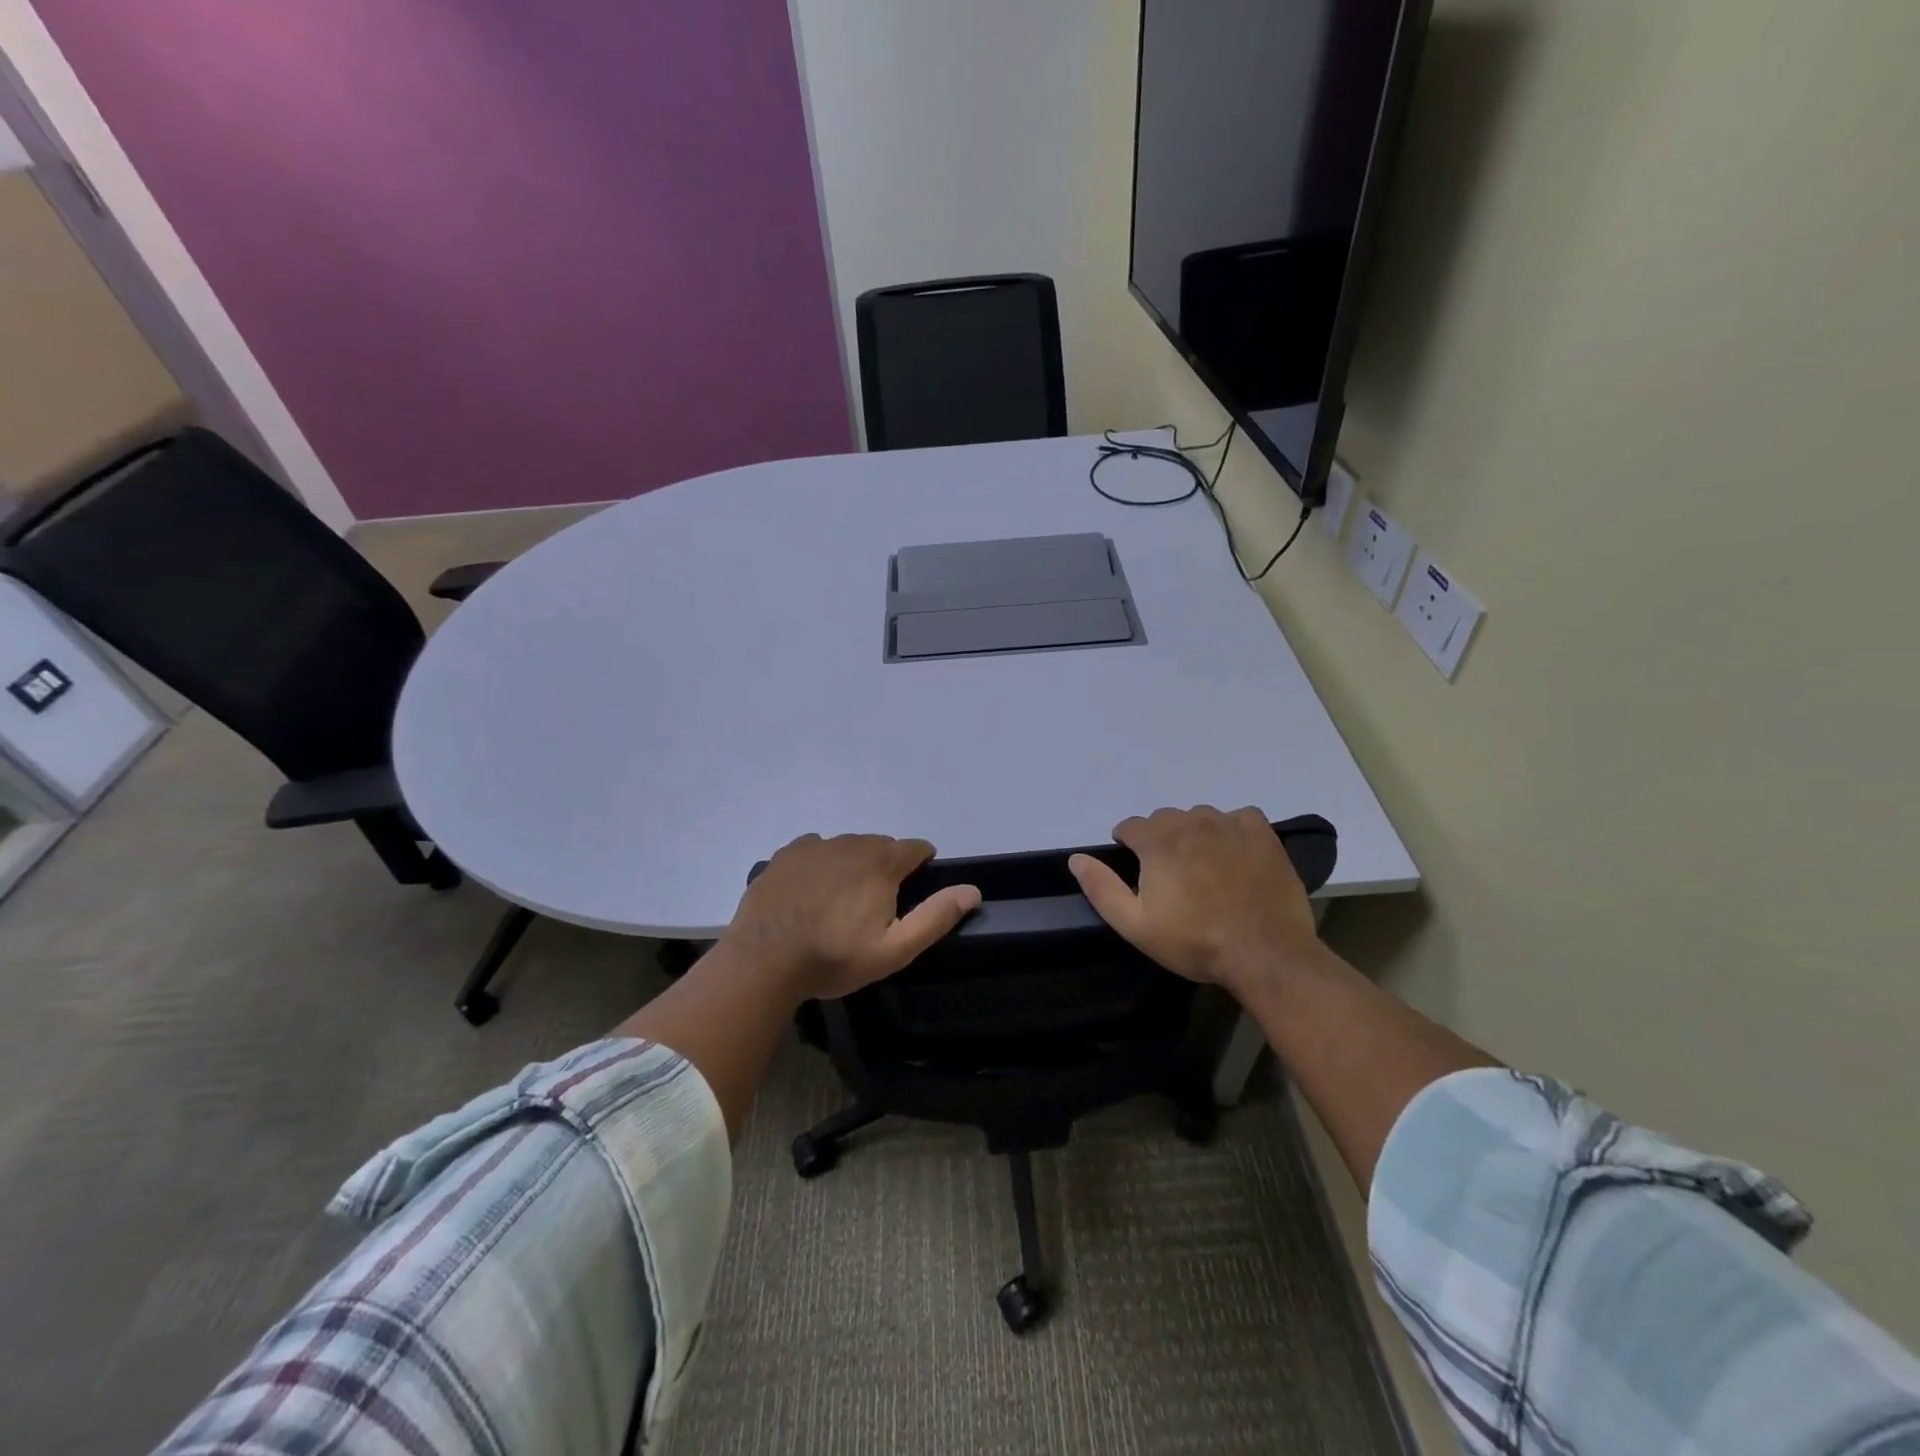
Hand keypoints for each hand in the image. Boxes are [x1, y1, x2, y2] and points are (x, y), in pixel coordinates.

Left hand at [718, 834, 980, 1001]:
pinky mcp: (786, 854)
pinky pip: (815, 848)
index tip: (913, 889)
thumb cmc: (834, 958)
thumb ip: (935, 917)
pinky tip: (812, 890)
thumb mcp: (894, 949)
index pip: (916, 848)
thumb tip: (973, 890)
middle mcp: (851, 843)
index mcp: (882, 863)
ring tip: (843, 899)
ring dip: (854, 863)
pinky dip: (822, 862)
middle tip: (876, 903)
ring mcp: (815, 846)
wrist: (764, 961)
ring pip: (848, 845)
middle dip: (887, 866)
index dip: (921, 865)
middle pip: (882, 845)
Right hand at [1068, 806, 1321, 996]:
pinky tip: (1235, 854)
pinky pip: (1238, 817)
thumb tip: (1077, 858)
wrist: (1265, 954)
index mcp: (1157, 840)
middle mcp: (1191, 821)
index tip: (1137, 870)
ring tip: (1204, 867)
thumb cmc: (1194, 942)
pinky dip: (1231, 829)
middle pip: (1164, 819)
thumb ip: (1101, 888)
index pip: (1130, 826)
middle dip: (1160, 840)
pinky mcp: (1262, 833)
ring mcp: (1229, 824)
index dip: (1127, 846)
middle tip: (1171, 876)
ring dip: (1194, 834)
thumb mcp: (1135, 925)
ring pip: (1200, 817)